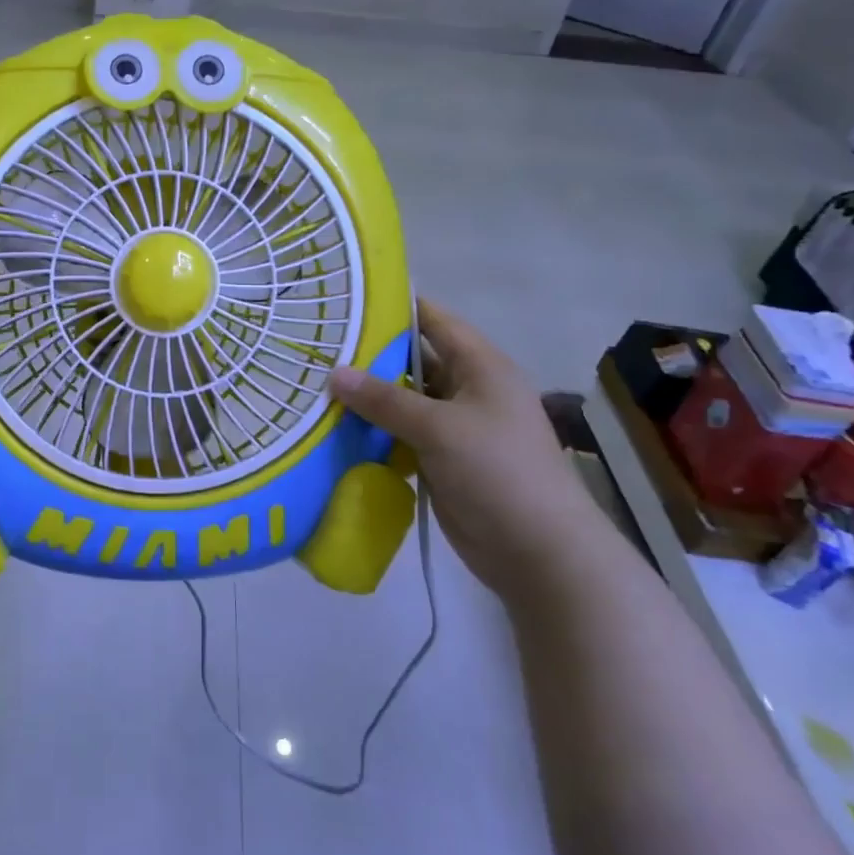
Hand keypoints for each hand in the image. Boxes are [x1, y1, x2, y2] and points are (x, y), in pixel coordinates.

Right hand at [329, 298, 609, 601]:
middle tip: (318, 347)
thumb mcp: (439, 427)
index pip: (434, 321)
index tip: (347, 301)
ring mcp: (455, 427)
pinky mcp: (442, 459)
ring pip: (403, 400)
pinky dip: (374, 431)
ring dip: (368, 397)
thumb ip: (384, 399)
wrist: (538, 553)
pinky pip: (402, 434)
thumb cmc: (498, 472)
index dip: (395, 307)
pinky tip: (336, 427)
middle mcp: (468, 390)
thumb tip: (333, 373)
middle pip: (413, 360)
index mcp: (481, 367)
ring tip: (315, 384)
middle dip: (369, 356)